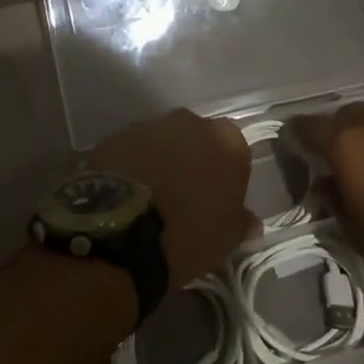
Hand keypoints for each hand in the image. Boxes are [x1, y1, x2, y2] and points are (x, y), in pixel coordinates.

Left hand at [89, 110, 254, 287]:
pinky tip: (127, 192)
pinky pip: (132, 150)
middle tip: (185, 194)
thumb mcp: (225, 240)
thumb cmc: (187, 235)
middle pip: (197, 138)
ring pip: (163, 141)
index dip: (226, 173)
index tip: (218, 197)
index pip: (235, 150)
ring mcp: (150, 126)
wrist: (119, 231)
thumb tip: (249, 221)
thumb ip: (240, 222)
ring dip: (161, 160)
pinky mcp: (115, 136)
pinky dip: (133, 165)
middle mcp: (190, 123)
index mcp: (227, 142)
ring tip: (151, 195)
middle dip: (193, 159)